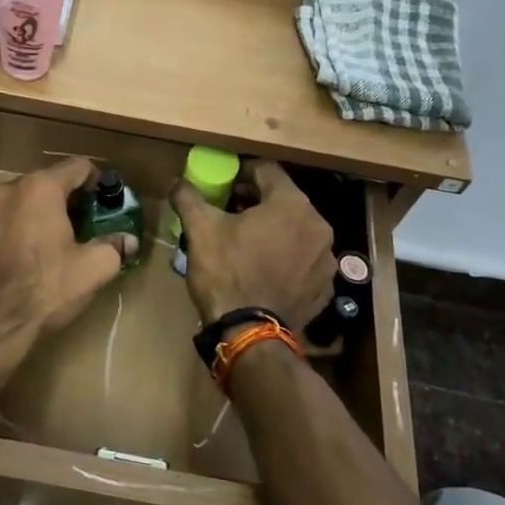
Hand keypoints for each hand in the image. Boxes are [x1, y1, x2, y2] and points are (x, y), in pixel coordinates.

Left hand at [0, 157, 139, 337]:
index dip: (97, 180)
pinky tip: (32, 254)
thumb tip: (129, 241)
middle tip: (88, 220)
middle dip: (69, 197)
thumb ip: (115, 247)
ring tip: (60, 238)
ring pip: (24, 201)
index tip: (107, 200)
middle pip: (48, 182)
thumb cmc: (48, 286)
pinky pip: (7, 222)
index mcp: (40, 188)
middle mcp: (9, 190)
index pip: (77, 166)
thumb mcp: (94, 268)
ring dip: (43, 213)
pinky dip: (22, 229)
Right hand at [173, 161, 334, 332]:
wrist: (249, 334)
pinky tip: (263, 271)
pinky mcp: (324, 288)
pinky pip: (303, 262)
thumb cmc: (226, 272)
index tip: (222, 186)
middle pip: (283, 201)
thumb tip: (178, 183)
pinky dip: (286, 259)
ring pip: (296, 231)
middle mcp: (318, 226)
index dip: (240, 173)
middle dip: (256, 203)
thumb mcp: (199, 229)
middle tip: (229, 214)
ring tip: (246, 245)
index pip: (266, 170)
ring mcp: (326, 260)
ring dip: (273, 231)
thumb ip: (189, 198)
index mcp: (292, 204)